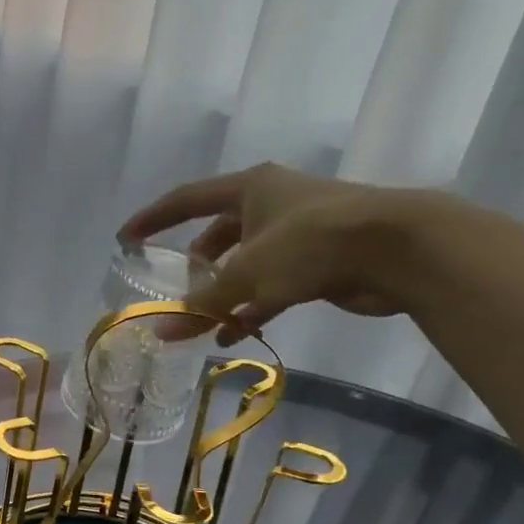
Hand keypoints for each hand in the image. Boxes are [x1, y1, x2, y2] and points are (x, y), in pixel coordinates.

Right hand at [118, 163, 426, 343]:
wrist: (397, 248)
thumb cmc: (312, 244)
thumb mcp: (249, 274)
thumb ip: (203, 305)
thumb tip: (161, 332)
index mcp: (250, 189)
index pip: (187, 199)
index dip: (153, 219)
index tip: (126, 238)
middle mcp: (271, 203)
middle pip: (219, 234)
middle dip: (197, 266)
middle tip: (177, 291)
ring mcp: (297, 231)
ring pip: (246, 264)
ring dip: (224, 293)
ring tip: (202, 323)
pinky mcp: (319, 259)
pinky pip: (272, 285)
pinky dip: (252, 307)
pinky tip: (235, 334)